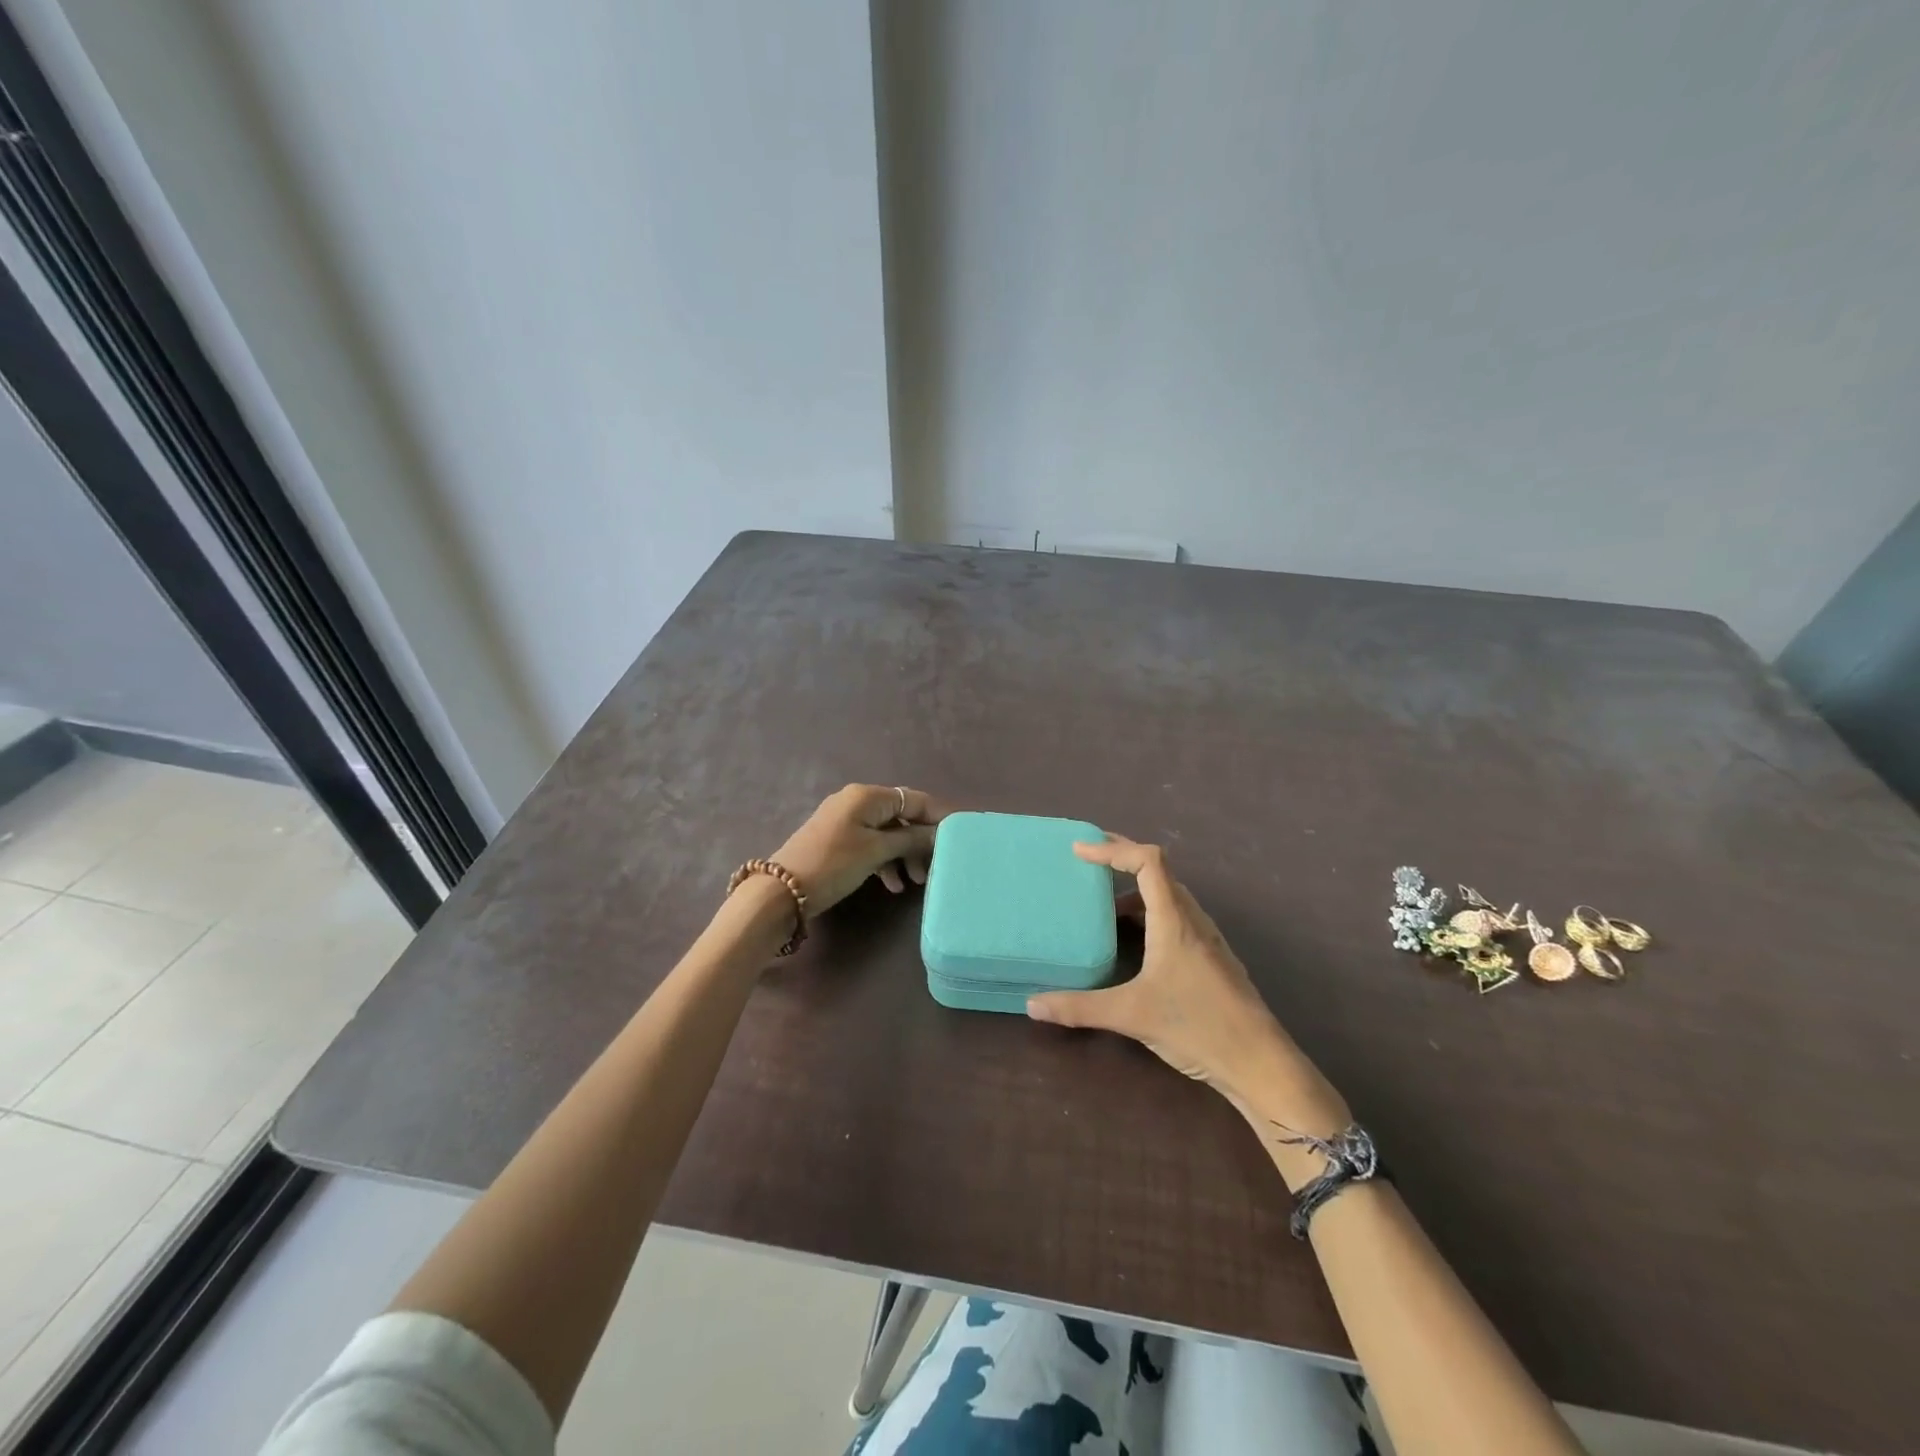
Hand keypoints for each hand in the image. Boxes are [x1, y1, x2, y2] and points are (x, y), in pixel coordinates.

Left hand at [771, 784, 947, 916]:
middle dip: (921, 840)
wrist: (781, 891)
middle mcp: (856, 801)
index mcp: (867, 796)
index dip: (938, 816)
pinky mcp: (836, 840)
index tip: (960, 836)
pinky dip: (885, 860)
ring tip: (916, 882)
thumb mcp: (876, 852)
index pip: (914, 799)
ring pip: (887, 833)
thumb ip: (911, 839)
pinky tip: (892, 884)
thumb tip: (939, 833)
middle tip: (936, 866)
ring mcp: (844, 820)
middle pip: (901, 816)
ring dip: (904, 854)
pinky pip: (871, 844)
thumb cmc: (834, 865)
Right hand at [1026, 836, 1337, 1126]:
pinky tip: (1132, 940)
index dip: (1113, 848)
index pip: (1148, 861)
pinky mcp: (1211, 957)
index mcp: (1174, 919)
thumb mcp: (1131, 1015)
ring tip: (1101, 902)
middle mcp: (1192, 919)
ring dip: (1135, 888)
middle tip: (1086, 861)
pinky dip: (1148, 911)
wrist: (1260, 1063)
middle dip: (1122, 859)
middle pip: (1159, 870)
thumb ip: (1080, 1008)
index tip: (1079, 851)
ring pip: (1169, 895)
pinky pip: (1176, 916)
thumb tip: (1032, 1005)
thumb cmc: (1198, 1026)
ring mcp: (1206, 938)